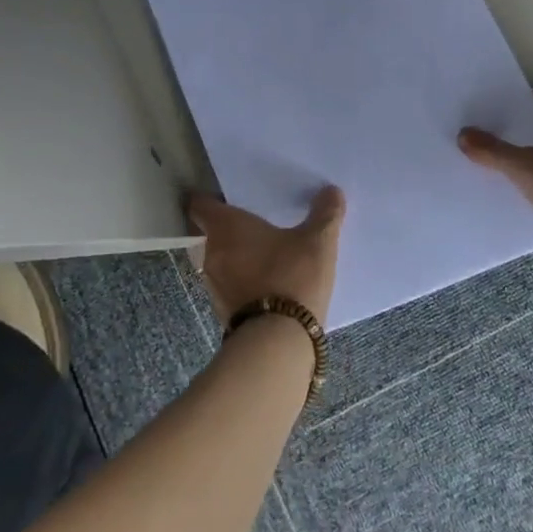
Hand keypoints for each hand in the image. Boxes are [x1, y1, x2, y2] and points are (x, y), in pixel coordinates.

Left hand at [185, 187, 345, 325]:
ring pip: (220, 262)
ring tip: (264, 258)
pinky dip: (243, 284)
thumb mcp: (317, 242)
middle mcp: (210, 252)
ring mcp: (213, 285)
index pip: (200, 205)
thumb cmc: (292, 276)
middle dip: (230, 231)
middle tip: (256, 227)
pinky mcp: (222, 312)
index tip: (226, 198)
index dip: (210, 199)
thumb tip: (332, 191)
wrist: (279, 340)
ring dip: (236, 260)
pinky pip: (230, 287)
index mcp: (225, 227)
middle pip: (211, 234)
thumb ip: (325, 214)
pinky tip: (267, 287)